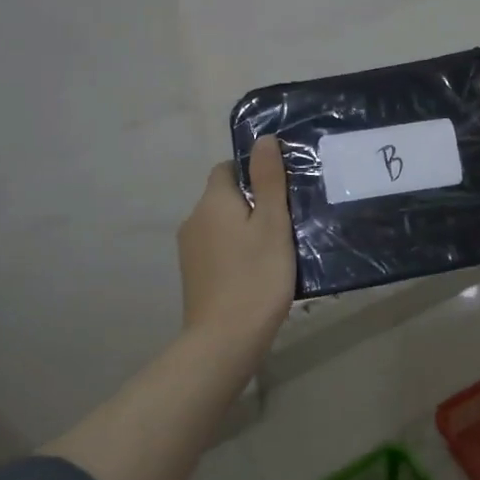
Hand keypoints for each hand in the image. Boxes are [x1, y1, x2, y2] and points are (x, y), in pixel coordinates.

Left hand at [178, 136, 296, 347]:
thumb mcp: (273, 224)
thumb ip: (268, 180)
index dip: (254, 171)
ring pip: (222, 224)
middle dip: (254, 201)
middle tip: (289, 217)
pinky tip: (259, 269)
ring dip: (246, 228)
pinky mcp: (194, 275)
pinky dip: (237, 250)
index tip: (282, 187)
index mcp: (213, 201)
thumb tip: (263, 139)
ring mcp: (190, 250)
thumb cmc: (256, 276)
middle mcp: (194, 220)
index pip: (227, 168)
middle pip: (225, 197)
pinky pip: (219, 248)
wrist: (225, 339)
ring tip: (279, 245)